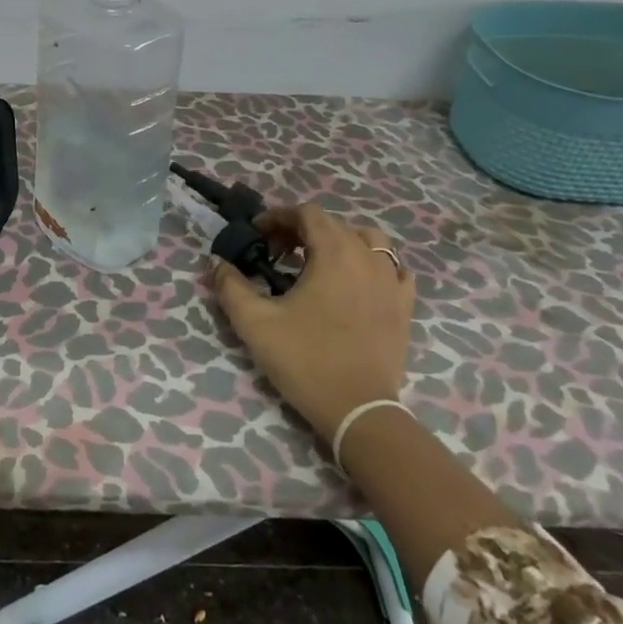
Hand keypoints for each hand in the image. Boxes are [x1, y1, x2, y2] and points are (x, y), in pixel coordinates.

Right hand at [209, 203, 414, 442]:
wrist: (359, 410)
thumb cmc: (305, 360)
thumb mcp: (255, 323)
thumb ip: (231, 286)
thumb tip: (218, 264)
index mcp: (334, 253)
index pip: (306, 213)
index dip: (278, 217)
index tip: (256, 235)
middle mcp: (367, 257)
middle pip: (334, 224)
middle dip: (301, 230)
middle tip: (276, 254)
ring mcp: (392, 281)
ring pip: (368, 241)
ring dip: (339, 242)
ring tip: (318, 264)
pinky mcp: (404, 306)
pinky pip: (393, 269)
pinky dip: (372, 265)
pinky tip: (357, 283)